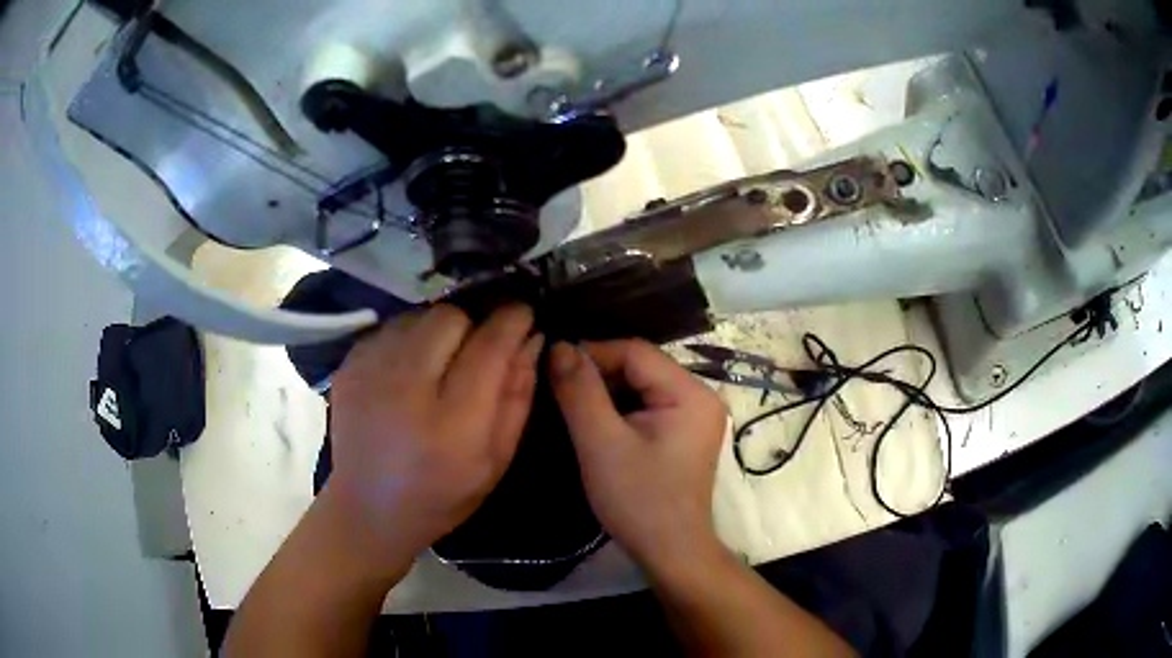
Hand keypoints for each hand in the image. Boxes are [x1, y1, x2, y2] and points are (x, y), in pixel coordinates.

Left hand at [326, 304, 541, 574]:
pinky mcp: (348, 366)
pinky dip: (408, 339)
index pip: (489, 346)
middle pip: (450, 318)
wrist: (367, 508)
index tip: (524, 314)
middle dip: (472, 326)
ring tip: (438, 363)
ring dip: (438, 331)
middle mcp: (406, 389)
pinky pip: (390, 327)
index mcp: (452, 425)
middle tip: (474, 352)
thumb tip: (532, 337)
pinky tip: (408, 372)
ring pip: (418, 316)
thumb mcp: (496, 460)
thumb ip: (518, 396)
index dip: (512, 321)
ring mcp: (369, 373)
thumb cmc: (442, 495)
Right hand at [549, 340, 728, 571]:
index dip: (592, 353)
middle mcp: (700, 396)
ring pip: (641, 386)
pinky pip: (647, 406)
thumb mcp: (601, 443)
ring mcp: (695, 416)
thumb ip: (579, 391)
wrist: (670, 552)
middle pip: (640, 367)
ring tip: (571, 406)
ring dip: (605, 393)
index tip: (553, 368)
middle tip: (558, 390)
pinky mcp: (684, 434)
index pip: (635, 351)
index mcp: (690, 392)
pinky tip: (594, 423)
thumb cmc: (638, 500)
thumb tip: (559, 346)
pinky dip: (619, 410)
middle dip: (598, 375)